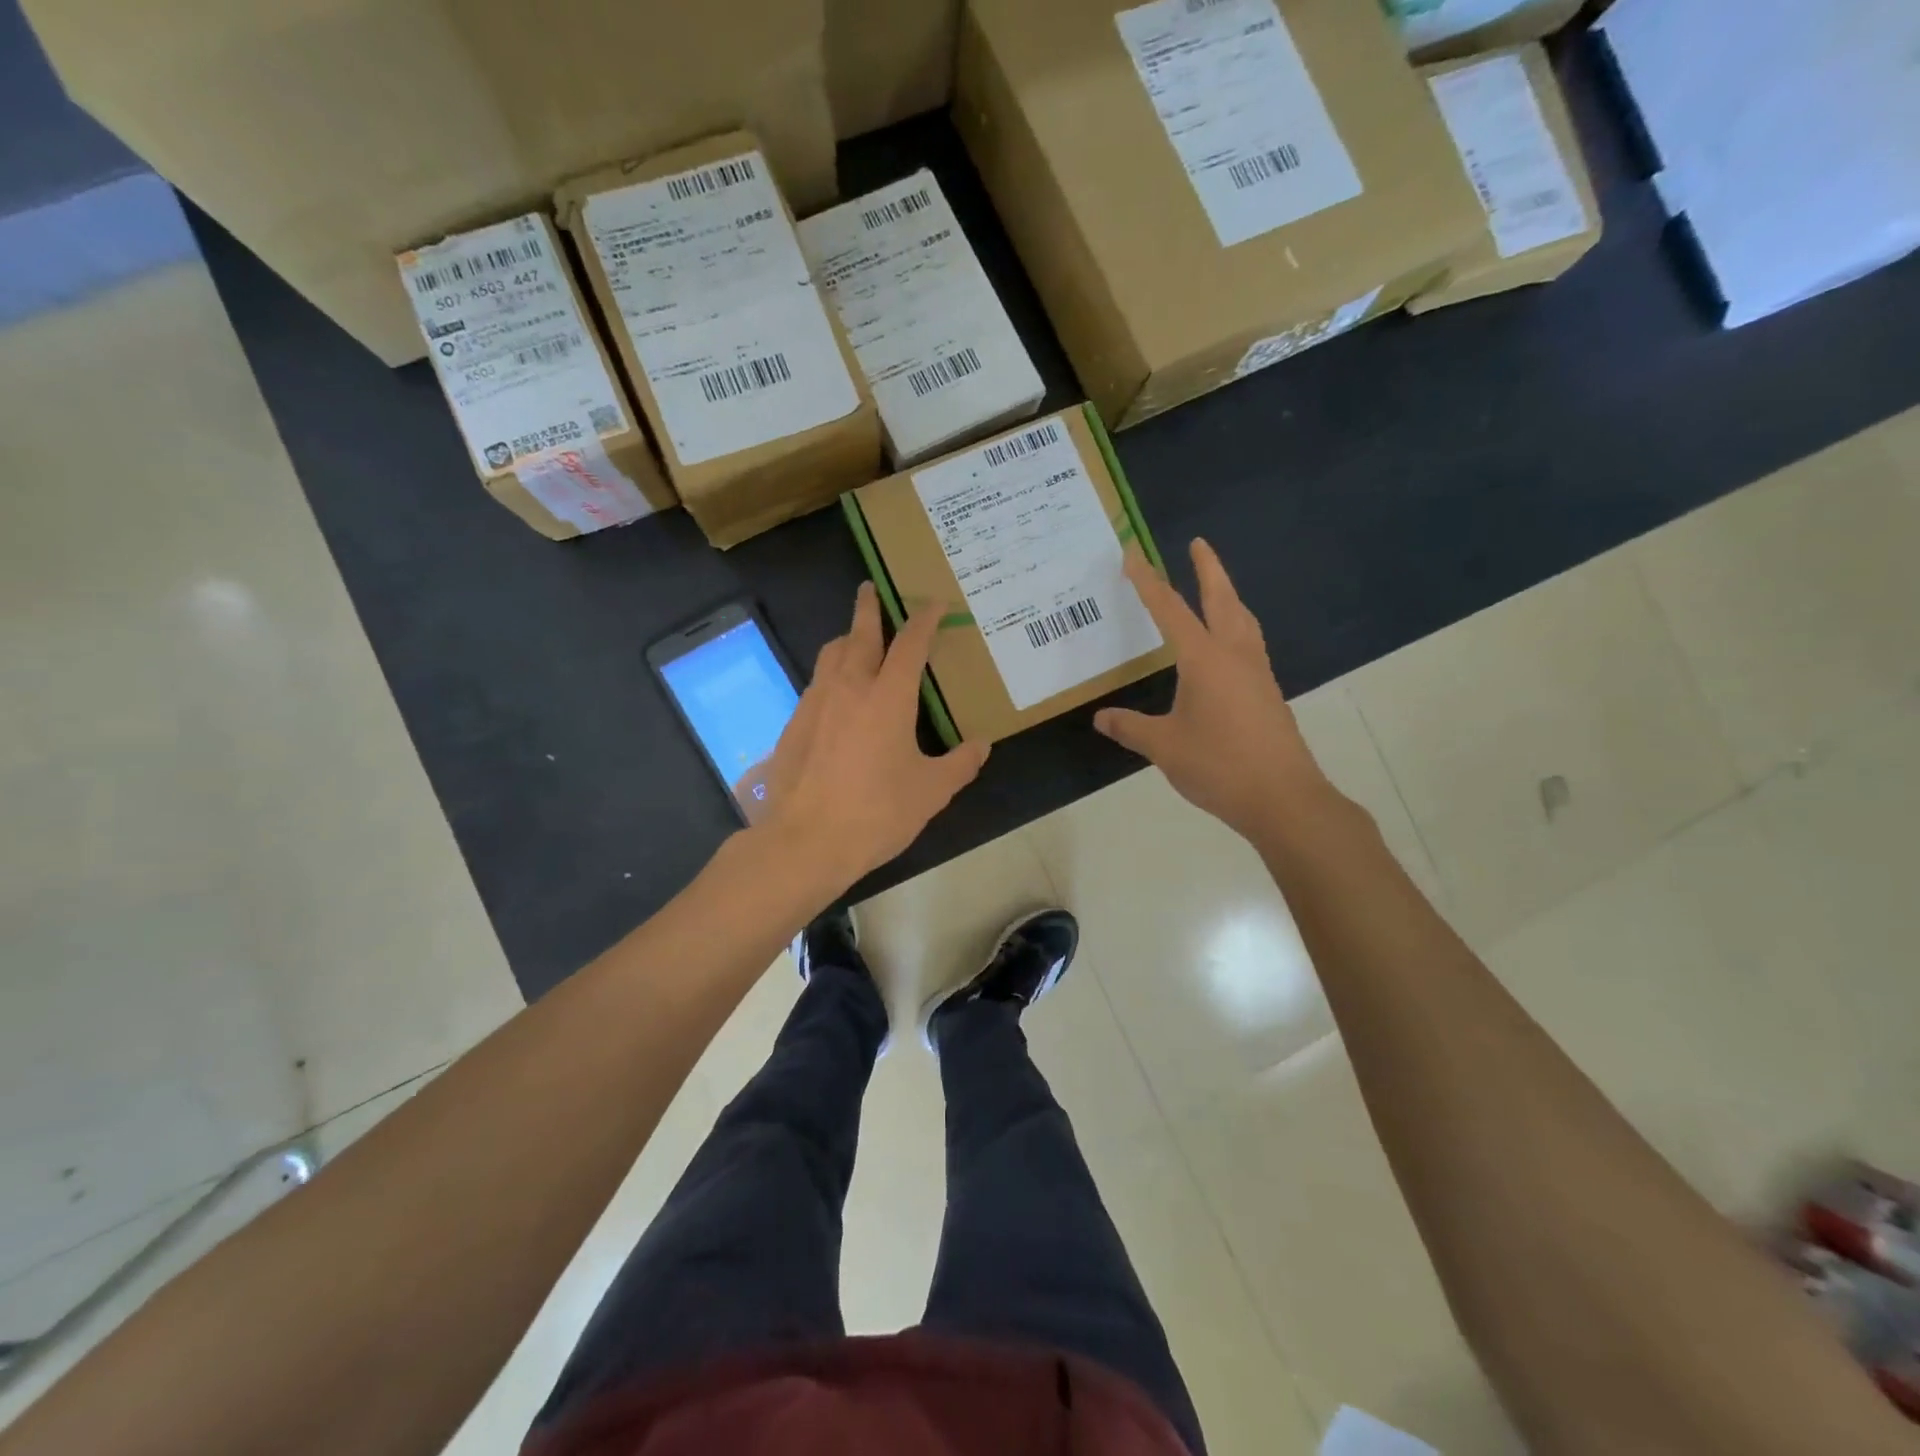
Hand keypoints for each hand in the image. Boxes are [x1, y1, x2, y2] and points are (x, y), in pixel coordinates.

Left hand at [756, 582, 989, 893]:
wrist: (805, 841)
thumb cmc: (876, 813)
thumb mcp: (931, 792)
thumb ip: (960, 764)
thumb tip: (981, 746)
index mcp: (888, 697)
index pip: (909, 644)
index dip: (924, 620)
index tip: (933, 602)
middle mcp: (849, 688)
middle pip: (859, 634)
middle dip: (868, 608)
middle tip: (871, 588)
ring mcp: (816, 704)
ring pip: (830, 655)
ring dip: (846, 638)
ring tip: (855, 639)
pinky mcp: (794, 725)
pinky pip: (816, 684)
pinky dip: (830, 674)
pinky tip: (837, 695)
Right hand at [1095, 539, 1333, 842]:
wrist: (1283, 798)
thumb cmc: (1219, 766)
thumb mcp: (1164, 747)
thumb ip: (1131, 728)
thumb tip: (1101, 718)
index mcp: (1205, 660)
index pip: (1171, 610)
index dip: (1149, 582)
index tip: (1134, 555)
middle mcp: (1235, 656)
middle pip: (1222, 600)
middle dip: (1208, 570)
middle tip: (1198, 544)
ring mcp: (1257, 674)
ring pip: (1243, 620)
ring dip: (1228, 596)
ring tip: (1216, 588)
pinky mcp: (1267, 694)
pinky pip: (1249, 645)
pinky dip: (1236, 627)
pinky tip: (1227, 647)